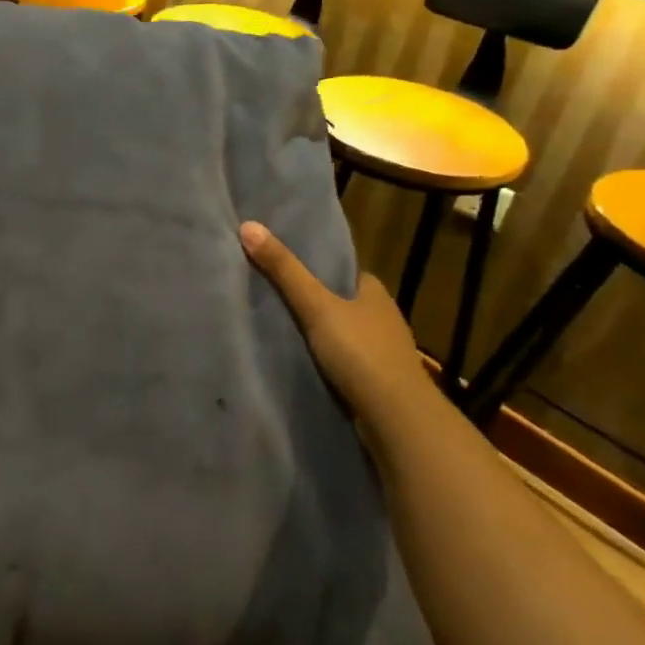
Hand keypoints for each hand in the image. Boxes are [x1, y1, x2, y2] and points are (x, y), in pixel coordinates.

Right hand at [239, 220, 434, 422]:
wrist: (396, 419)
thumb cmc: (360, 353)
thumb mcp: (315, 306)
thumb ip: (284, 270)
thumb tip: (248, 225)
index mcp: (374, 291)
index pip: (342, 270)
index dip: (316, 267)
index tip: (285, 265)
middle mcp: (382, 317)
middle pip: (341, 301)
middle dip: (315, 300)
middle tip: (273, 295)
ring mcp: (382, 352)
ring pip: (344, 332)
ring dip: (320, 333)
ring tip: (280, 328)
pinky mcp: (376, 381)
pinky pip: (345, 361)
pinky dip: (326, 359)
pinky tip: (302, 361)